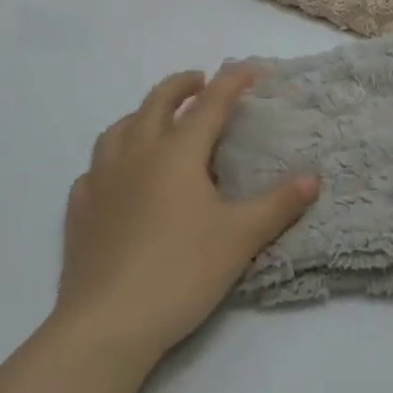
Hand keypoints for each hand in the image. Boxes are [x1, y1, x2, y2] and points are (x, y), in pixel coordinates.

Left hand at [53, 68, 318, 367]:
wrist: (107, 324)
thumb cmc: (180, 272)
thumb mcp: (240, 238)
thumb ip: (277, 204)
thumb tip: (312, 178)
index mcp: (178, 152)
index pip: (211, 103)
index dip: (233, 81)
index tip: (251, 68)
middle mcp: (137, 153)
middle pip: (158, 102)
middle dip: (182, 85)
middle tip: (200, 82)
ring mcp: (102, 179)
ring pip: (119, 128)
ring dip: (142, 114)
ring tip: (156, 120)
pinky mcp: (80, 210)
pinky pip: (94, 169)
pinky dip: (111, 159)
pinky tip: (117, 175)